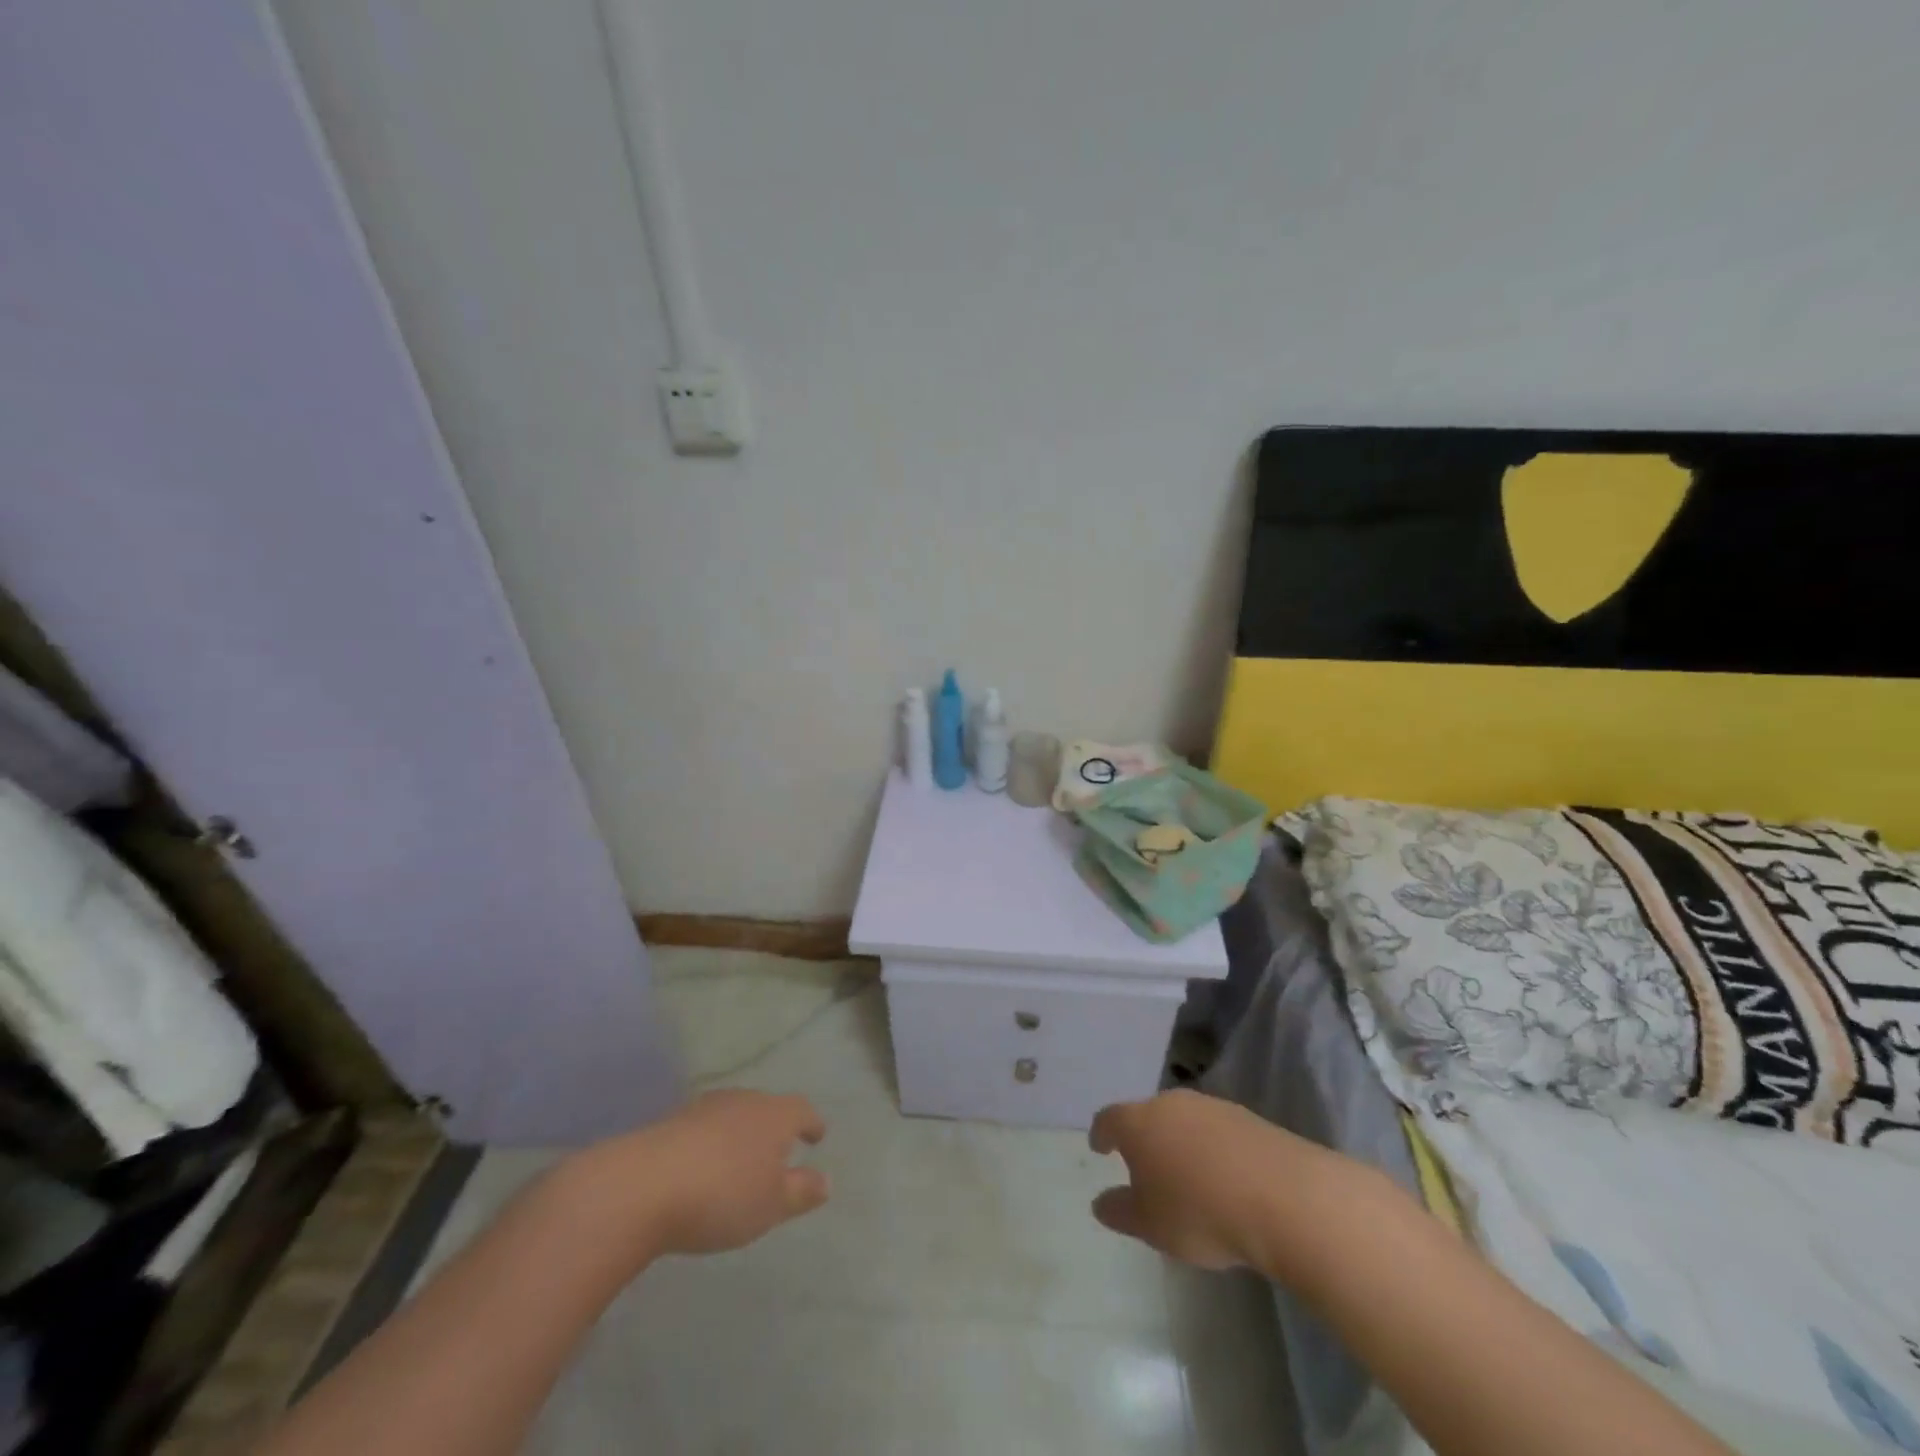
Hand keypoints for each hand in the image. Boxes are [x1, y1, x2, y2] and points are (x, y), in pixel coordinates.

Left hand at [560, 1090, 829, 1263]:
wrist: (640, 1186)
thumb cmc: (722, 1195)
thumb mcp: (771, 1204)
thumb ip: (800, 1192)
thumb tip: (826, 1181)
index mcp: (774, 1114)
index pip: (802, 1110)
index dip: (811, 1123)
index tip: (817, 1135)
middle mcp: (743, 1101)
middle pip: (767, 1107)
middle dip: (775, 1126)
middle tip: (780, 1148)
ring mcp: (704, 1108)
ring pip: (733, 1114)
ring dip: (741, 1133)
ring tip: (741, 1158)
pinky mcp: (670, 1123)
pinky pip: (704, 1128)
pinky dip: (711, 1143)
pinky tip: (704, 1166)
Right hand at [1089, 1088, 1321, 1270]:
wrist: (1284, 1197)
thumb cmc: (1201, 1212)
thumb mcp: (1151, 1226)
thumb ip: (1121, 1212)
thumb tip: (1101, 1202)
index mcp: (1139, 1123)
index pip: (1110, 1120)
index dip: (1102, 1134)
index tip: (1099, 1147)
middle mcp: (1171, 1103)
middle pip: (1148, 1116)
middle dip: (1144, 1138)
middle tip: (1145, 1167)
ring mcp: (1212, 1107)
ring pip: (1184, 1121)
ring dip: (1180, 1143)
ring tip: (1187, 1177)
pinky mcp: (1248, 1118)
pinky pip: (1217, 1131)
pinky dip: (1212, 1149)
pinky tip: (1224, 1179)